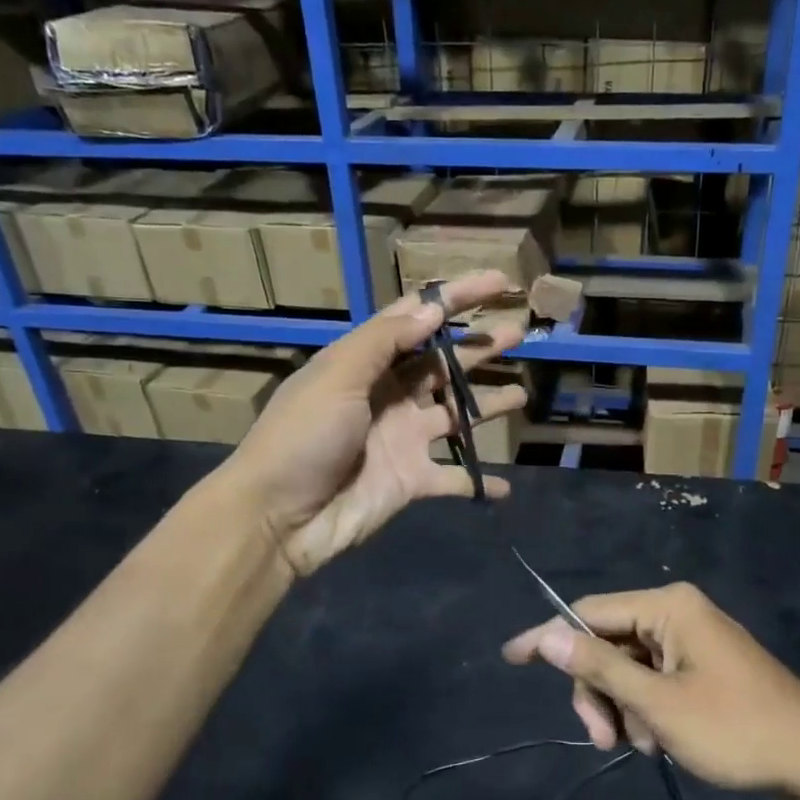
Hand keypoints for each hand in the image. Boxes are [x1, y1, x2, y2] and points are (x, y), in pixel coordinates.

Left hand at [228, 270, 527, 576]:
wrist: (277, 517)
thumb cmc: (303, 437)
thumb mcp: (337, 376)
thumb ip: (385, 342)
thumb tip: (432, 308)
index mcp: (366, 363)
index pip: (417, 318)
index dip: (456, 298)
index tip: (499, 282)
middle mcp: (389, 395)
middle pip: (443, 364)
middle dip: (480, 347)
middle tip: (519, 332)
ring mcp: (402, 439)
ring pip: (456, 416)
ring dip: (487, 406)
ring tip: (522, 396)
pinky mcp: (411, 481)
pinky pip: (454, 479)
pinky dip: (479, 482)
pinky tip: (505, 487)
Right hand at [502, 582, 799, 795]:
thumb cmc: (736, 729)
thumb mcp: (659, 704)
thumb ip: (600, 667)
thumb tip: (547, 635)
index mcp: (667, 607)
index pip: (589, 611)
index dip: (550, 636)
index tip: (511, 658)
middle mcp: (677, 612)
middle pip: (608, 643)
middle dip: (598, 691)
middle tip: (603, 741)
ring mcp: (691, 640)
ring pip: (629, 667)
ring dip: (623, 708)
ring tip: (646, 747)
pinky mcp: (702, 667)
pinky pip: (654, 679)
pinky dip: (646, 711)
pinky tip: (660, 742)